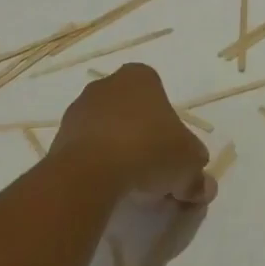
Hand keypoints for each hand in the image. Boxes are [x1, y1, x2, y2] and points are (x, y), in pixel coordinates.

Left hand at [50, 64, 215, 205]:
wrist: (91, 171)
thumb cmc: (149, 149)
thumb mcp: (188, 164)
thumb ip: (197, 175)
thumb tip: (205, 188)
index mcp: (141, 76)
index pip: (159, 96)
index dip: (168, 126)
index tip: (171, 154)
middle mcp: (108, 84)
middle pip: (131, 111)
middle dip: (141, 136)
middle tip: (152, 170)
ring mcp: (80, 109)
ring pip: (106, 129)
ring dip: (116, 150)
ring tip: (127, 184)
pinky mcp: (58, 137)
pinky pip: (84, 149)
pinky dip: (95, 165)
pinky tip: (104, 187)